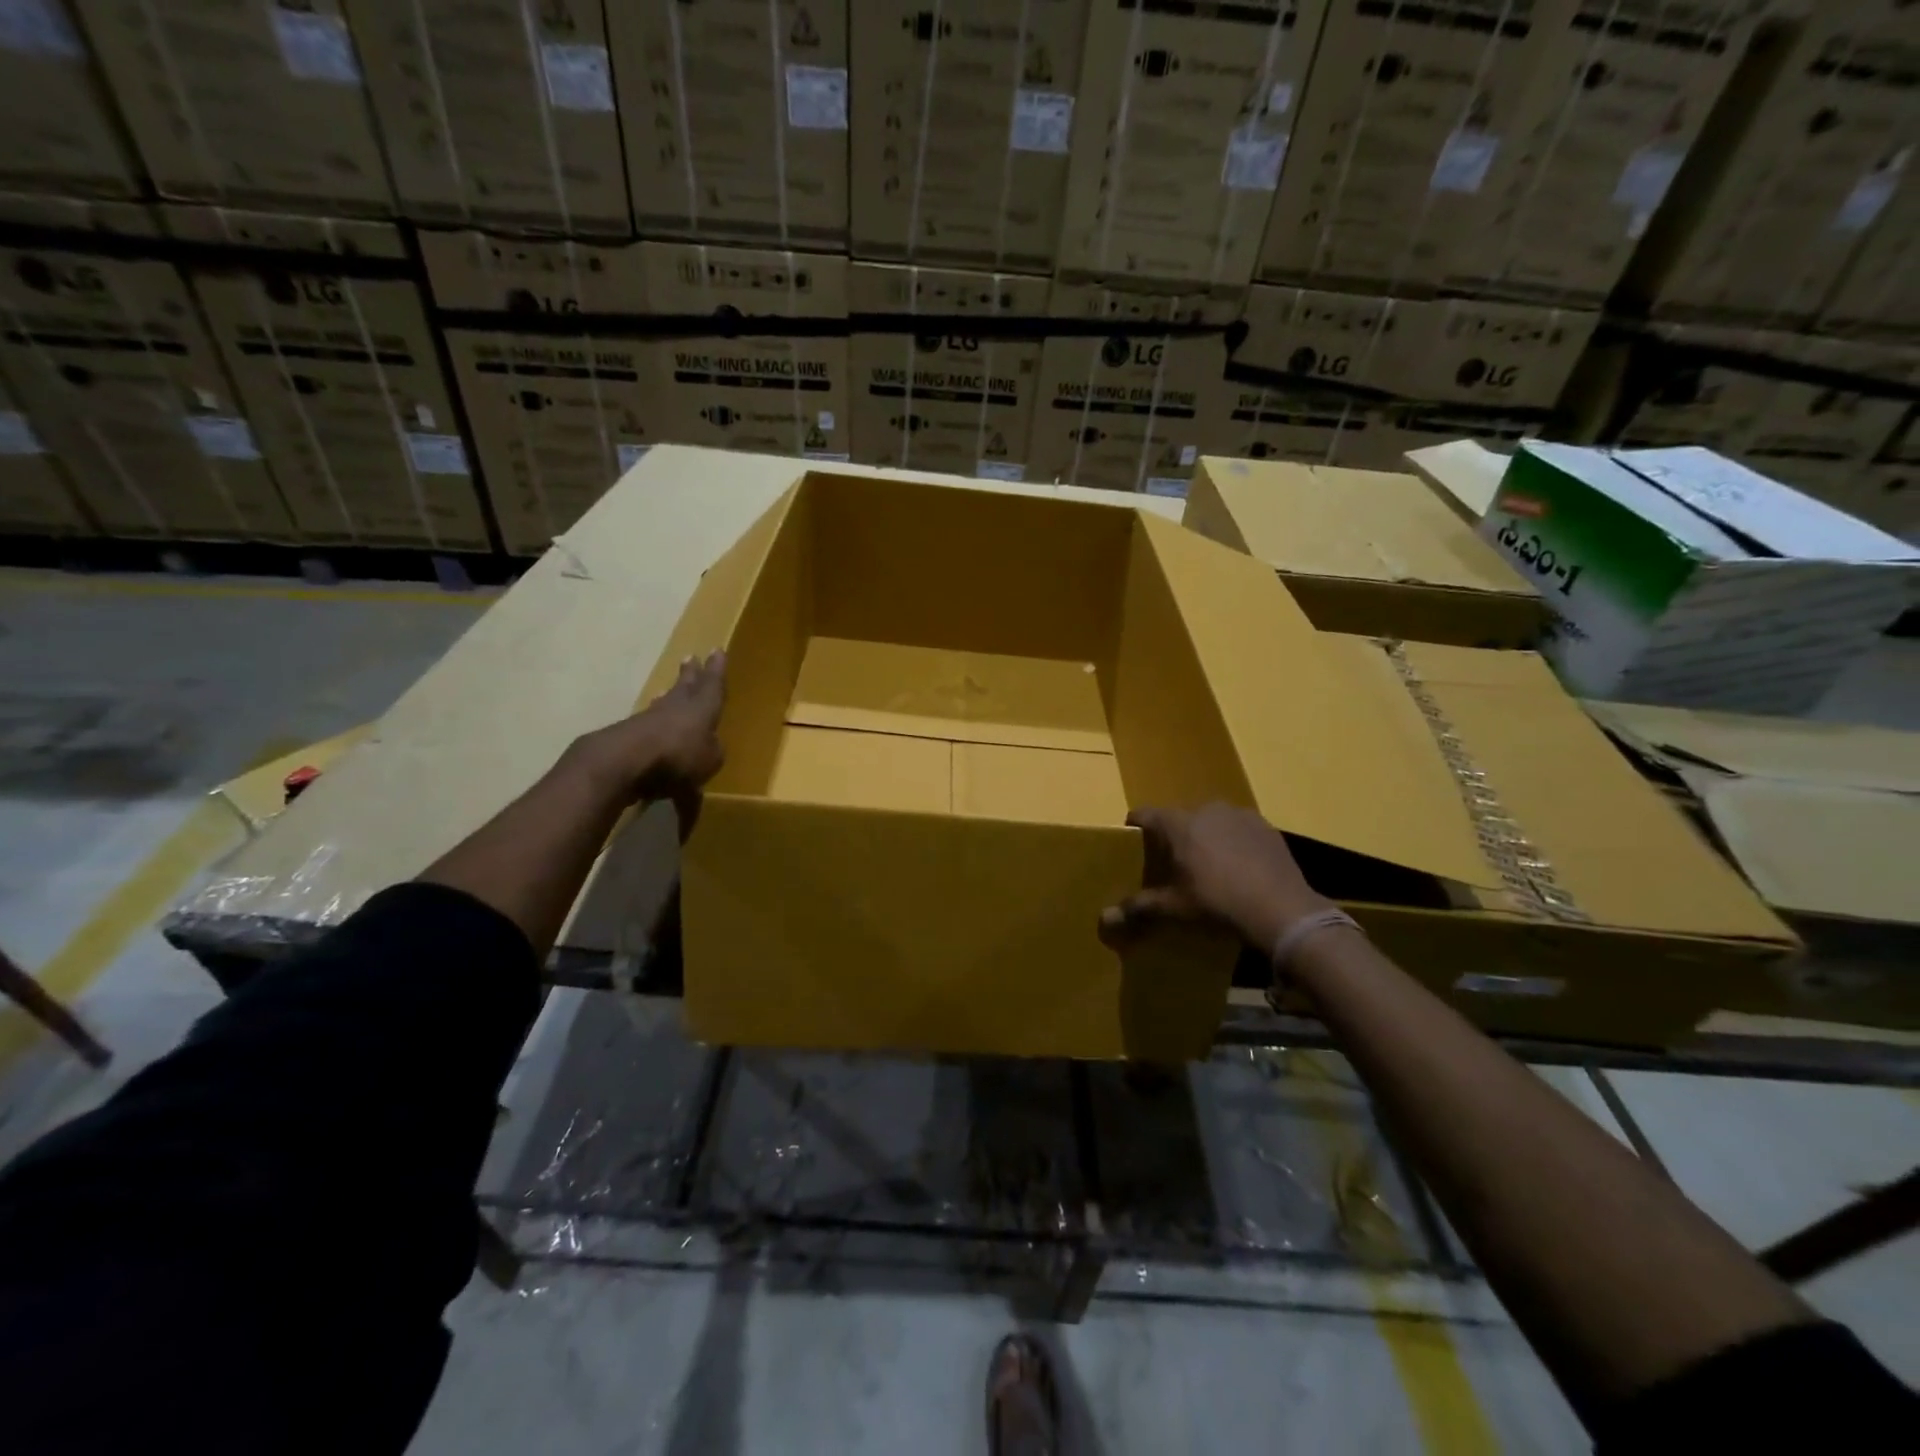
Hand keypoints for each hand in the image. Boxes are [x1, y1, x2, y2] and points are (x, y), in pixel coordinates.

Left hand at [568, 651, 726, 811]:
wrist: (626, 759)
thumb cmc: (680, 754)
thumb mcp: (710, 759)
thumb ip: (713, 750)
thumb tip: (711, 745)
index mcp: (703, 707)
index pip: (712, 684)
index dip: (716, 669)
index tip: (717, 650)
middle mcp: (678, 705)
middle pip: (686, 685)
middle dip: (691, 673)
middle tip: (690, 658)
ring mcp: (652, 716)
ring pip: (665, 700)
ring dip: (668, 693)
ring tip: (667, 688)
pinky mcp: (631, 730)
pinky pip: (649, 719)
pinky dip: (654, 716)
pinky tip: (653, 717)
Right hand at [1099, 804, 1331, 953]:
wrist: (1282, 909)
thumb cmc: (1218, 903)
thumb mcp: (1175, 908)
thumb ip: (1138, 907)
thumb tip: (1104, 919)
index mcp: (1179, 824)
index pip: (1145, 814)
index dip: (1135, 827)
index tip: (1131, 842)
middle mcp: (1206, 809)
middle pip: (1179, 817)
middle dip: (1173, 837)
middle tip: (1171, 864)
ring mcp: (1239, 815)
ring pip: (1210, 821)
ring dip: (1204, 837)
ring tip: (1208, 867)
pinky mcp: (1265, 826)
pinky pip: (1238, 829)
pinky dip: (1233, 842)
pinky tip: (1239, 869)